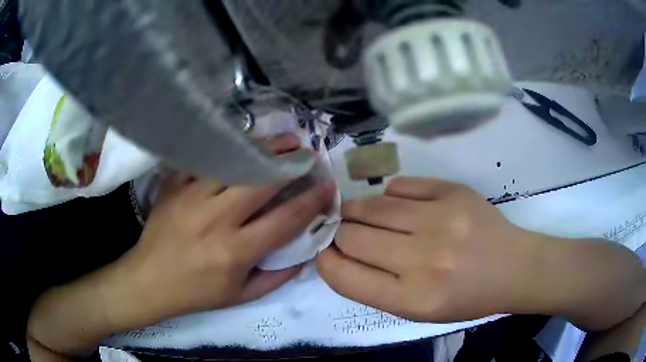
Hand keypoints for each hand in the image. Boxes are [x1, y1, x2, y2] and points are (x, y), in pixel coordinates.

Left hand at [27, 133, 335, 357]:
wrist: (149, 280)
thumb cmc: (196, 293)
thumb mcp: (241, 296)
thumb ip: (277, 276)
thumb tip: (306, 254)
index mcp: (235, 251)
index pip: (284, 219)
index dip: (311, 200)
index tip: (327, 186)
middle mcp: (215, 220)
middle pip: (261, 181)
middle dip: (290, 163)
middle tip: (307, 153)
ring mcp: (191, 198)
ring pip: (233, 163)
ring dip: (263, 149)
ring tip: (283, 139)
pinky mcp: (174, 187)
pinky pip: (204, 160)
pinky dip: (227, 149)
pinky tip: (242, 144)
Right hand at [317, 177, 645, 329]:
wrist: (514, 267)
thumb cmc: (466, 297)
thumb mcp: (417, 309)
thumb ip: (375, 286)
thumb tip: (339, 252)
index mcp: (412, 299)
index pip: (344, 276)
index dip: (325, 260)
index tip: (324, 251)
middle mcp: (423, 260)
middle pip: (352, 236)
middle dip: (339, 233)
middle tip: (344, 230)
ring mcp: (440, 221)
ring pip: (371, 206)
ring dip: (357, 210)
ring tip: (362, 213)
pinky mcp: (454, 192)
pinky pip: (400, 185)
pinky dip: (390, 194)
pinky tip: (398, 204)